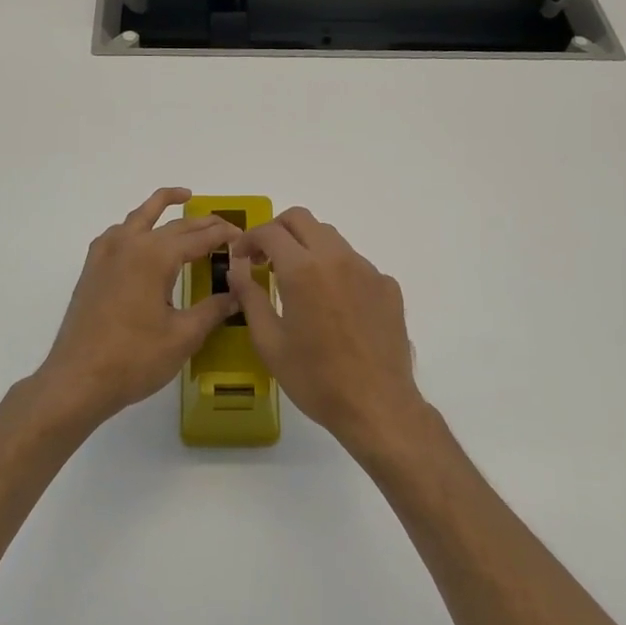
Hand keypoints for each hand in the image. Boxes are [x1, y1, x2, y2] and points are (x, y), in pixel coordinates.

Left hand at [34, 188, 243, 428]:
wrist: (77, 380)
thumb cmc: (134, 359)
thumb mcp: (183, 336)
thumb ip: (213, 310)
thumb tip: (237, 294)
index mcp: (154, 256)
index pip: (198, 237)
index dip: (223, 235)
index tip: (243, 236)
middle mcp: (129, 245)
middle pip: (173, 224)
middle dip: (202, 222)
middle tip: (225, 225)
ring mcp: (105, 255)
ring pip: (138, 217)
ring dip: (161, 206)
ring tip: (182, 199)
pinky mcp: (92, 270)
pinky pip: (116, 234)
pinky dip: (134, 226)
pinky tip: (140, 238)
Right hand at [228, 208, 442, 460]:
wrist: (377, 405)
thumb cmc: (315, 378)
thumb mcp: (269, 343)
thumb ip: (250, 298)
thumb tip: (237, 270)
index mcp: (303, 270)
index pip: (270, 231)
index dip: (249, 239)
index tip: (241, 258)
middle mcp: (337, 258)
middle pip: (302, 219)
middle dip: (277, 231)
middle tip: (265, 259)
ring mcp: (367, 269)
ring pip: (331, 238)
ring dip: (307, 248)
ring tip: (297, 282)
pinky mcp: (387, 286)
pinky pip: (355, 264)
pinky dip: (335, 271)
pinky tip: (333, 306)